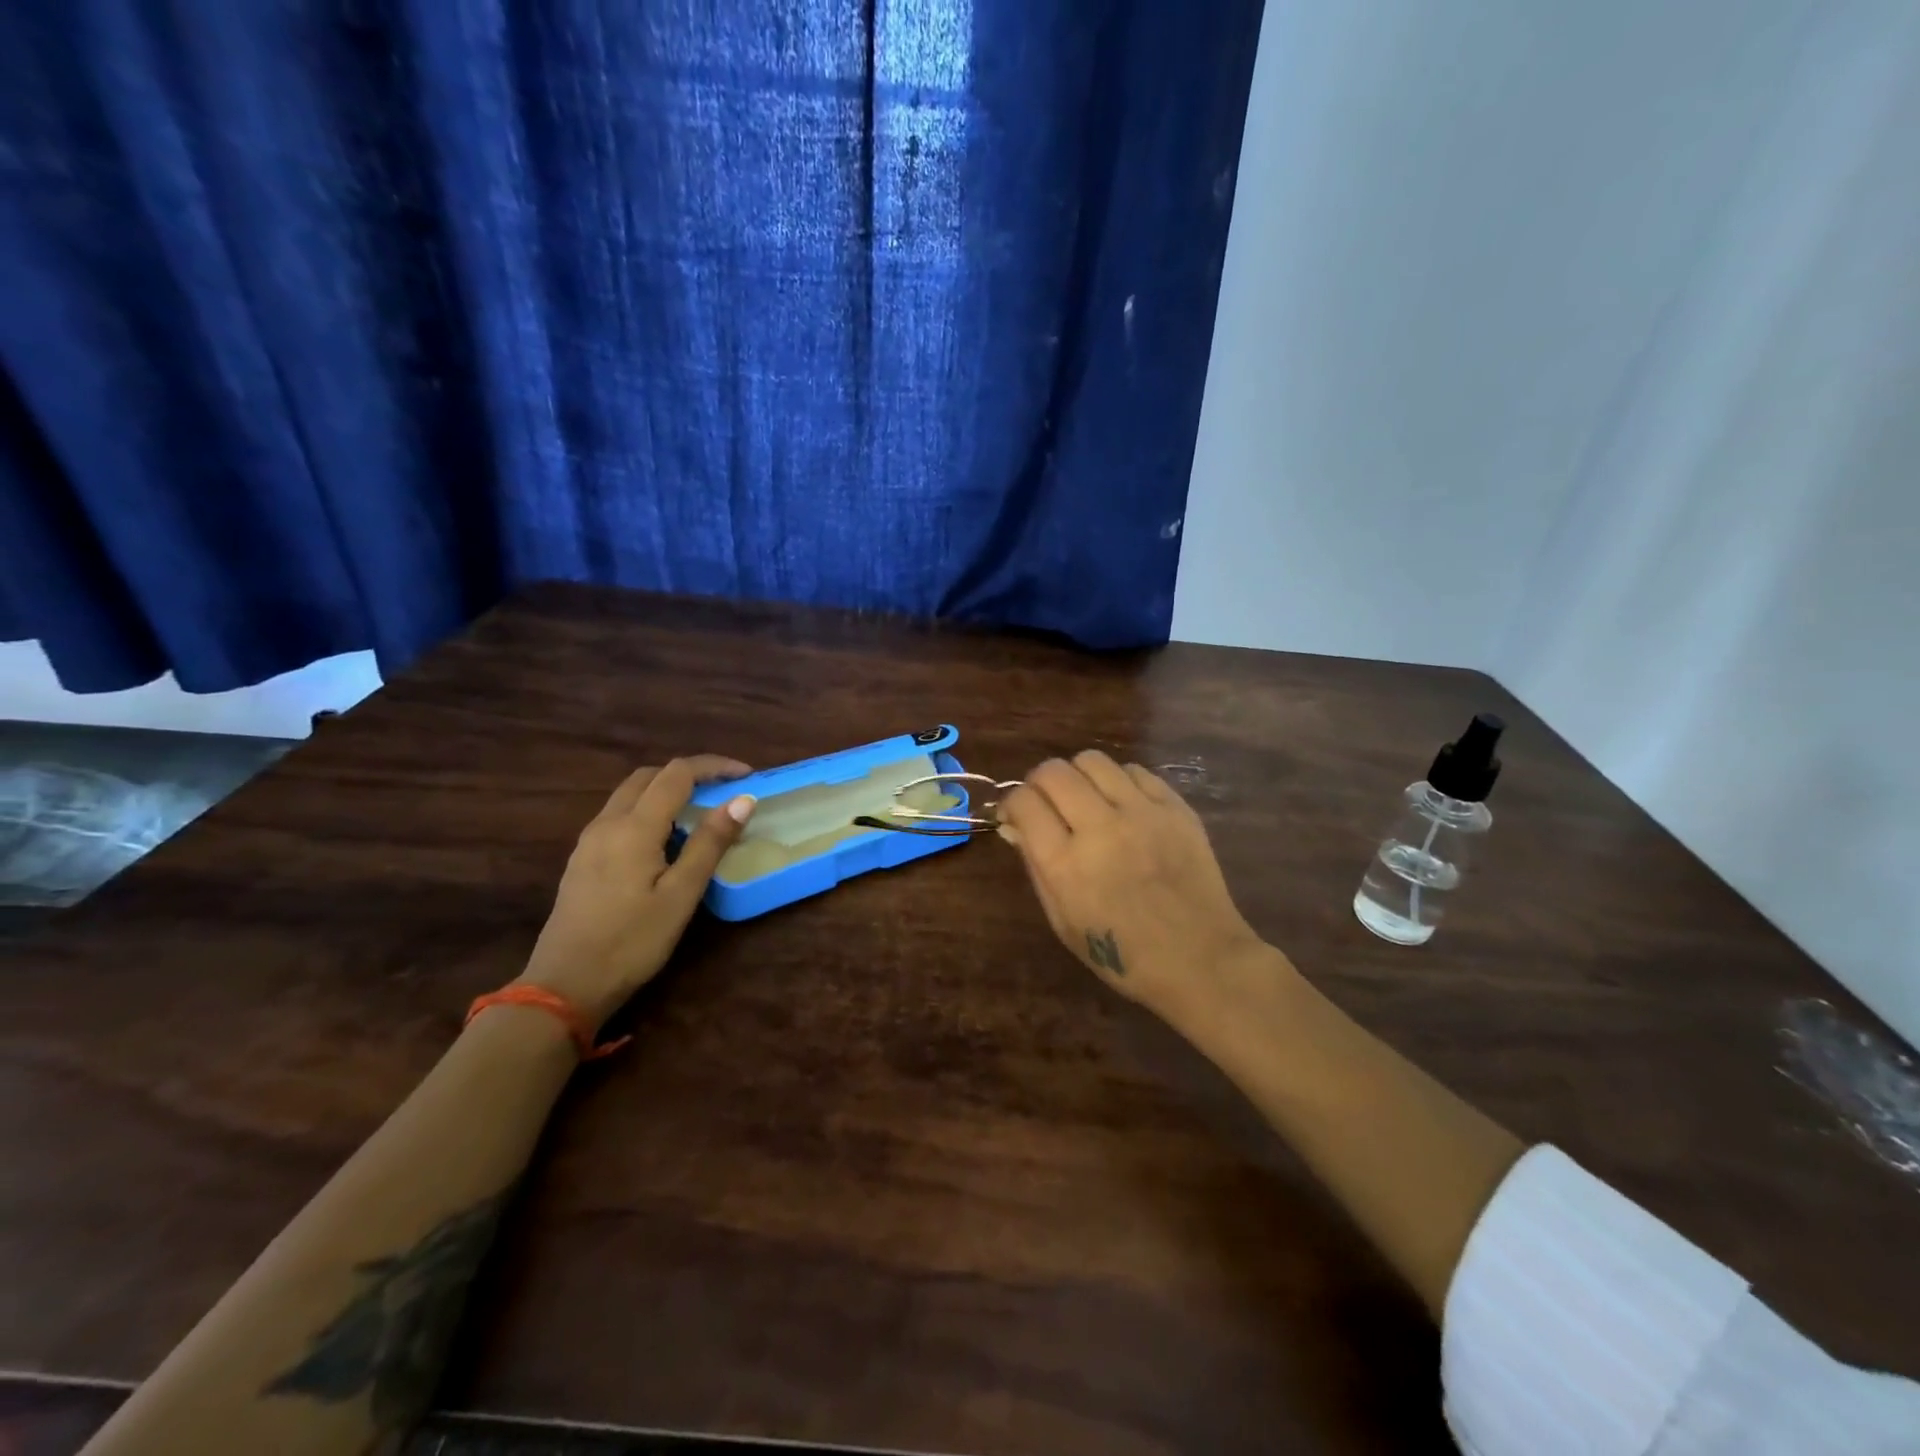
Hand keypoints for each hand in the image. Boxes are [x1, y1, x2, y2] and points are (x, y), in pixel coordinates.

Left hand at [519, 756, 755, 1032]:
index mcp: (634, 827)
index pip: (678, 773)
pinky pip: (619, 814)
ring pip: (631, 793)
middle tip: (724, 790)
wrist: (565, 986)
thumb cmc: (632, 941)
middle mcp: (607, 822)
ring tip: (700, 810)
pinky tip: (665, 837)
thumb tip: (742, 800)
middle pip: (649, 776)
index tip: (747, 776)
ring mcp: (590, 840)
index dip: (714, 766)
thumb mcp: (681, 894)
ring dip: (667, 789)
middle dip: (690, 773)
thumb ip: (710, 842)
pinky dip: (649, 808)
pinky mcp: (583, 859)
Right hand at [998, 751, 1264, 1027]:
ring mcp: (1141, 813)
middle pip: (1053, 772)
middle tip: (1047, 803)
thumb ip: (1036, 867)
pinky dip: (1118, 781)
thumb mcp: (1062, 922)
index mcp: (1066, 864)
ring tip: (1086, 799)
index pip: (1023, 802)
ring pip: (1092, 761)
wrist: (1200, 959)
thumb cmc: (1122, 954)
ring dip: (1078, 776)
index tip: (1017, 816)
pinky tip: (1123, 805)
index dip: (1012, 804)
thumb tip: (1017, 826)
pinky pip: (1134, 771)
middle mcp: (1100, 828)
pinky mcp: (1175, 808)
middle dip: (1039, 783)